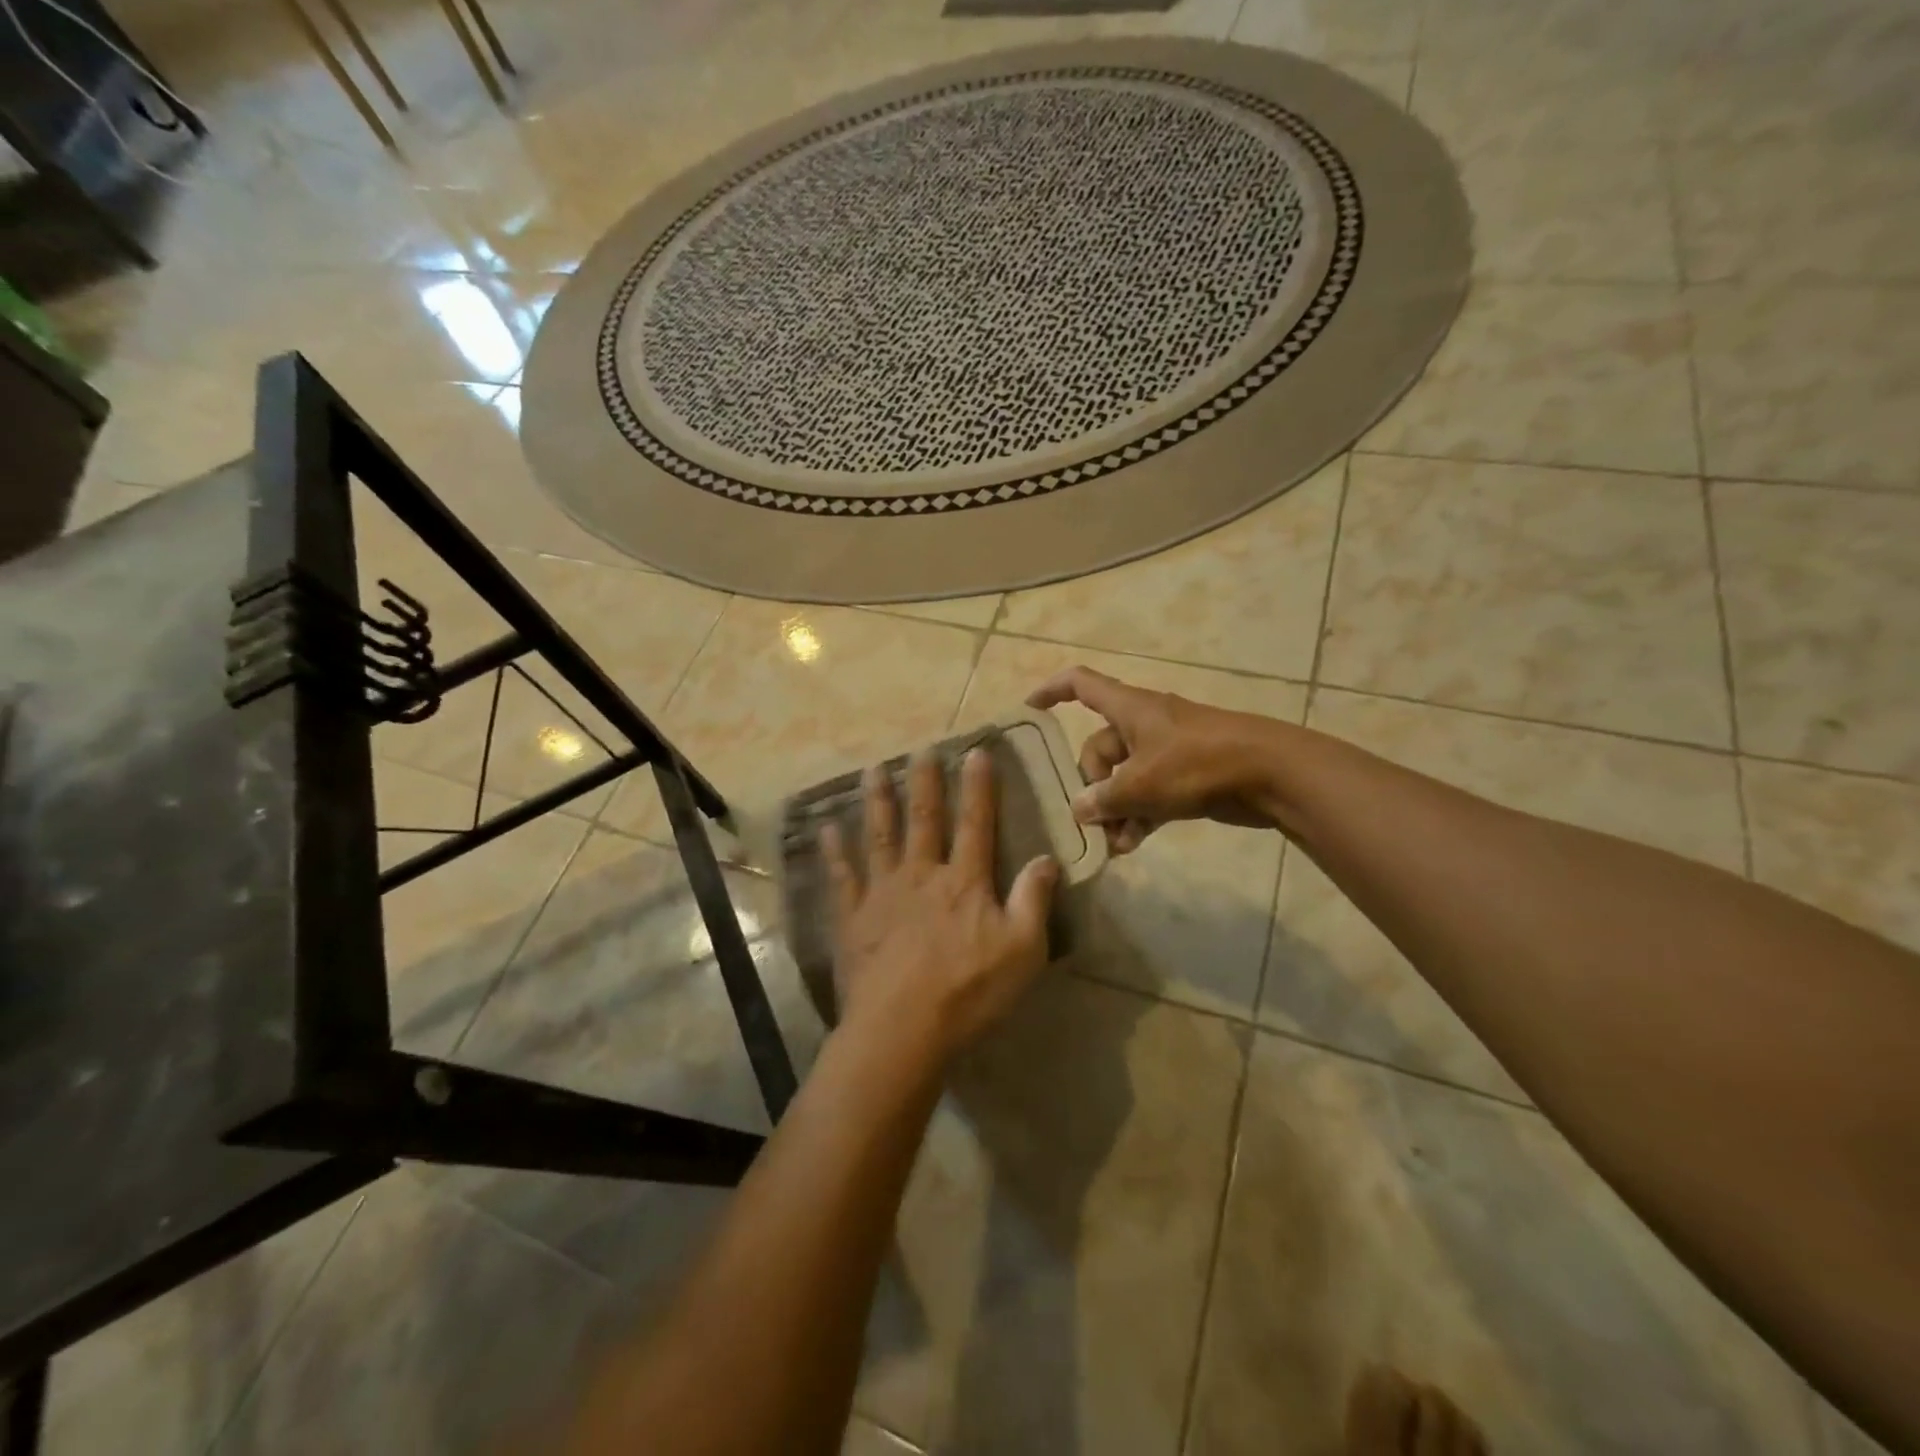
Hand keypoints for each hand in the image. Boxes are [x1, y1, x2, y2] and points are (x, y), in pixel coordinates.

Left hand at [822, 749, 1059, 1063]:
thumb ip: (1034, 900)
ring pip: (880, 836)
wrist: (901, 1029)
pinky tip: (826, 828)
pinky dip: (834, 851)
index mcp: (964, 882)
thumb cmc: (968, 992)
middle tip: (920, 749)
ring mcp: (882, 893)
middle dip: (924, 782)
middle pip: (924, 820)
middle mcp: (922, 875)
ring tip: (873, 770)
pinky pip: (841, 876)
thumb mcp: (1023, 950)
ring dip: (878, 801)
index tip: (976, 752)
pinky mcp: (852, 917)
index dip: (978, 787)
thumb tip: (1047, 857)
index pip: (976, 824)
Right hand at [1027, 666, 1284, 853]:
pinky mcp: (1186, 775)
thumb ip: (1104, 798)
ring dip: (1115, 809)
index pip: (1080, 685)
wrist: (1271, 773)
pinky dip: (1139, 815)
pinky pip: (1149, 793)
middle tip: (1094, 820)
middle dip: (1092, 786)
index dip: (1051, 692)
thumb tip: (1079, 809)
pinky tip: (1133, 844)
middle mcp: (1143, 724)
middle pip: (1099, 748)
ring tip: (1113, 844)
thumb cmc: (1199, 764)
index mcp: (1129, 709)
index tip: (1029, 710)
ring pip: (1124, 777)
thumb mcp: (1142, 783)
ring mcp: (1166, 750)